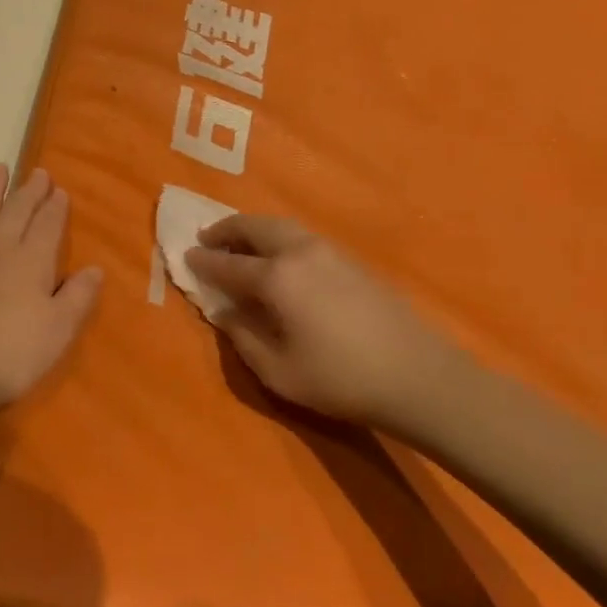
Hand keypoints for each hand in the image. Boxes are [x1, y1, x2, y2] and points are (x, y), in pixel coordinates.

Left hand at [0, 164, 102, 440]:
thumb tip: (95, 268)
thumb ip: (78, 296)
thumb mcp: (59, 331)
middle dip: (29, 191)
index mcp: (32, 262)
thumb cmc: (12, 356)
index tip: (60, 190)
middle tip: (38, 172)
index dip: (55, 206)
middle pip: (16, 213)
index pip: (48, 225)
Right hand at [185, 216, 463, 431]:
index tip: (186, 256)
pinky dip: (279, 238)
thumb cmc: (341, 379)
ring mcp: (330, 252)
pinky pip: (303, 237)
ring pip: (282, 227)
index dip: (204, 261)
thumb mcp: (278, 371)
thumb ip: (243, 336)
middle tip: (208, 238)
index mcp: (277, 278)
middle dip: (227, 230)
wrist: (420, 377)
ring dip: (254, 230)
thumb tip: (224, 311)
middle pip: (256, 228)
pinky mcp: (352, 261)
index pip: (228, 263)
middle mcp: (300, 252)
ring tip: (240, 245)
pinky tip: (279, 259)